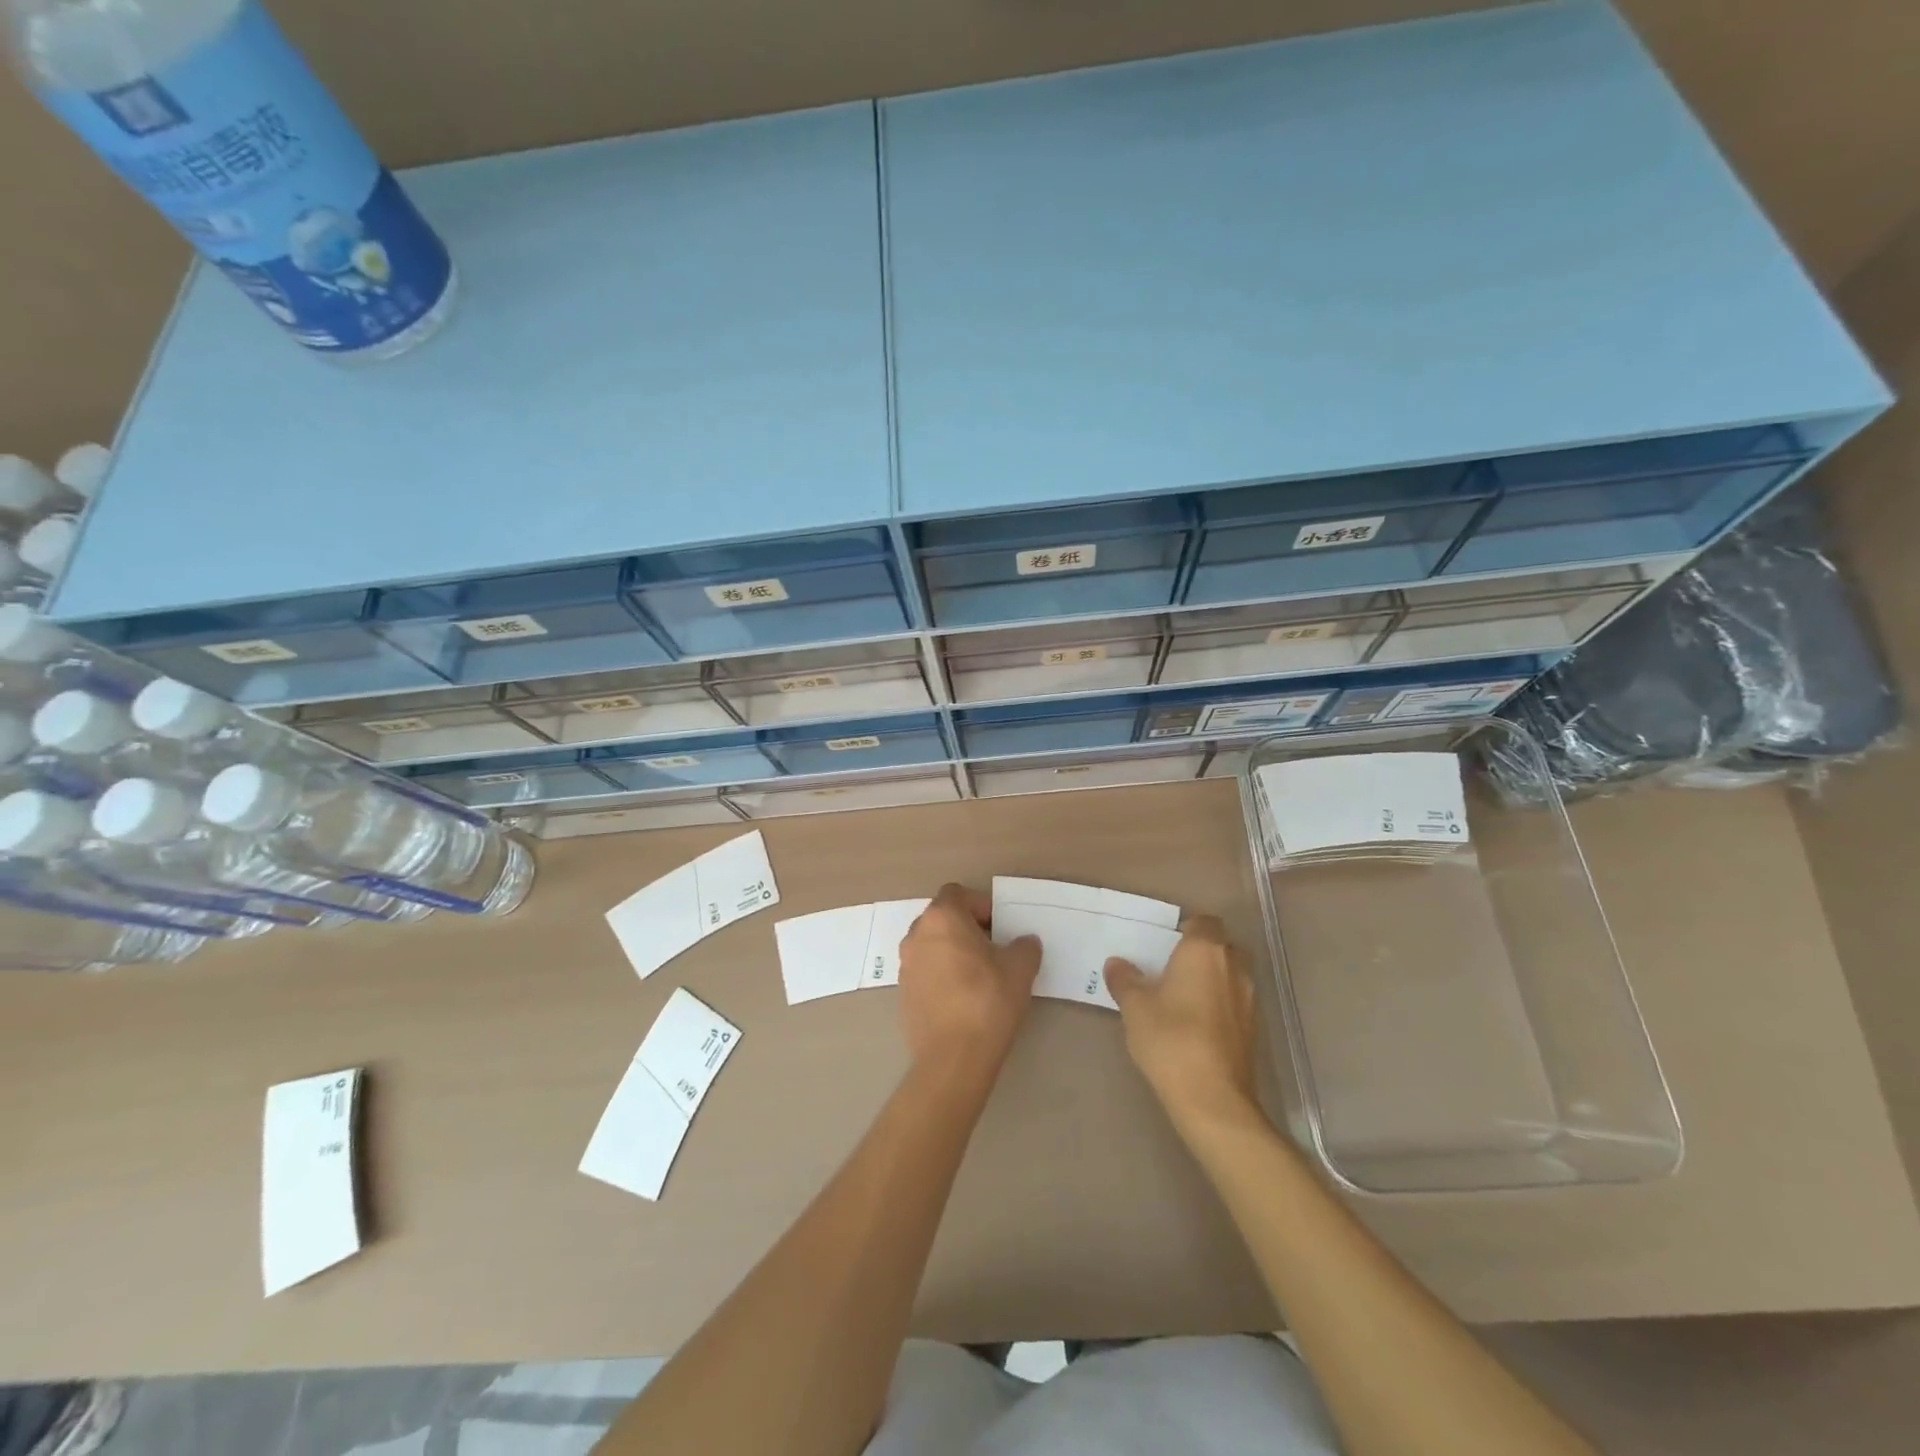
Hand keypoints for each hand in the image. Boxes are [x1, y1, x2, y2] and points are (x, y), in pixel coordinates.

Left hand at [898, 884, 1040, 1079]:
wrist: (953, 1057)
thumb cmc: (988, 1000)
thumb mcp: (1020, 968)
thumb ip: (1025, 946)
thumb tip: (1024, 942)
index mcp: (942, 918)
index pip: (957, 893)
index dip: (980, 904)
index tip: (999, 927)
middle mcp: (917, 935)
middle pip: (942, 918)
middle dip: (966, 927)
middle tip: (992, 949)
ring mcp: (906, 965)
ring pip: (931, 945)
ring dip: (952, 951)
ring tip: (978, 975)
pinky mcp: (903, 994)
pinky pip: (925, 972)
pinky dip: (941, 975)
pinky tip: (962, 999)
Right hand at [1105, 915, 1260, 1134]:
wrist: (1213, 1099)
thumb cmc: (1171, 1040)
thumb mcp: (1135, 1007)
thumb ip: (1125, 980)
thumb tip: (1117, 963)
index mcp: (1204, 950)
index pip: (1203, 921)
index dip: (1186, 927)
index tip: (1164, 943)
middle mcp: (1233, 966)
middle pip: (1221, 945)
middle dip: (1200, 951)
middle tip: (1171, 967)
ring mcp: (1249, 998)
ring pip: (1231, 973)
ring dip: (1212, 978)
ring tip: (1182, 996)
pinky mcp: (1254, 1028)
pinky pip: (1235, 1000)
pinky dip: (1219, 1002)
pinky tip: (1196, 1023)